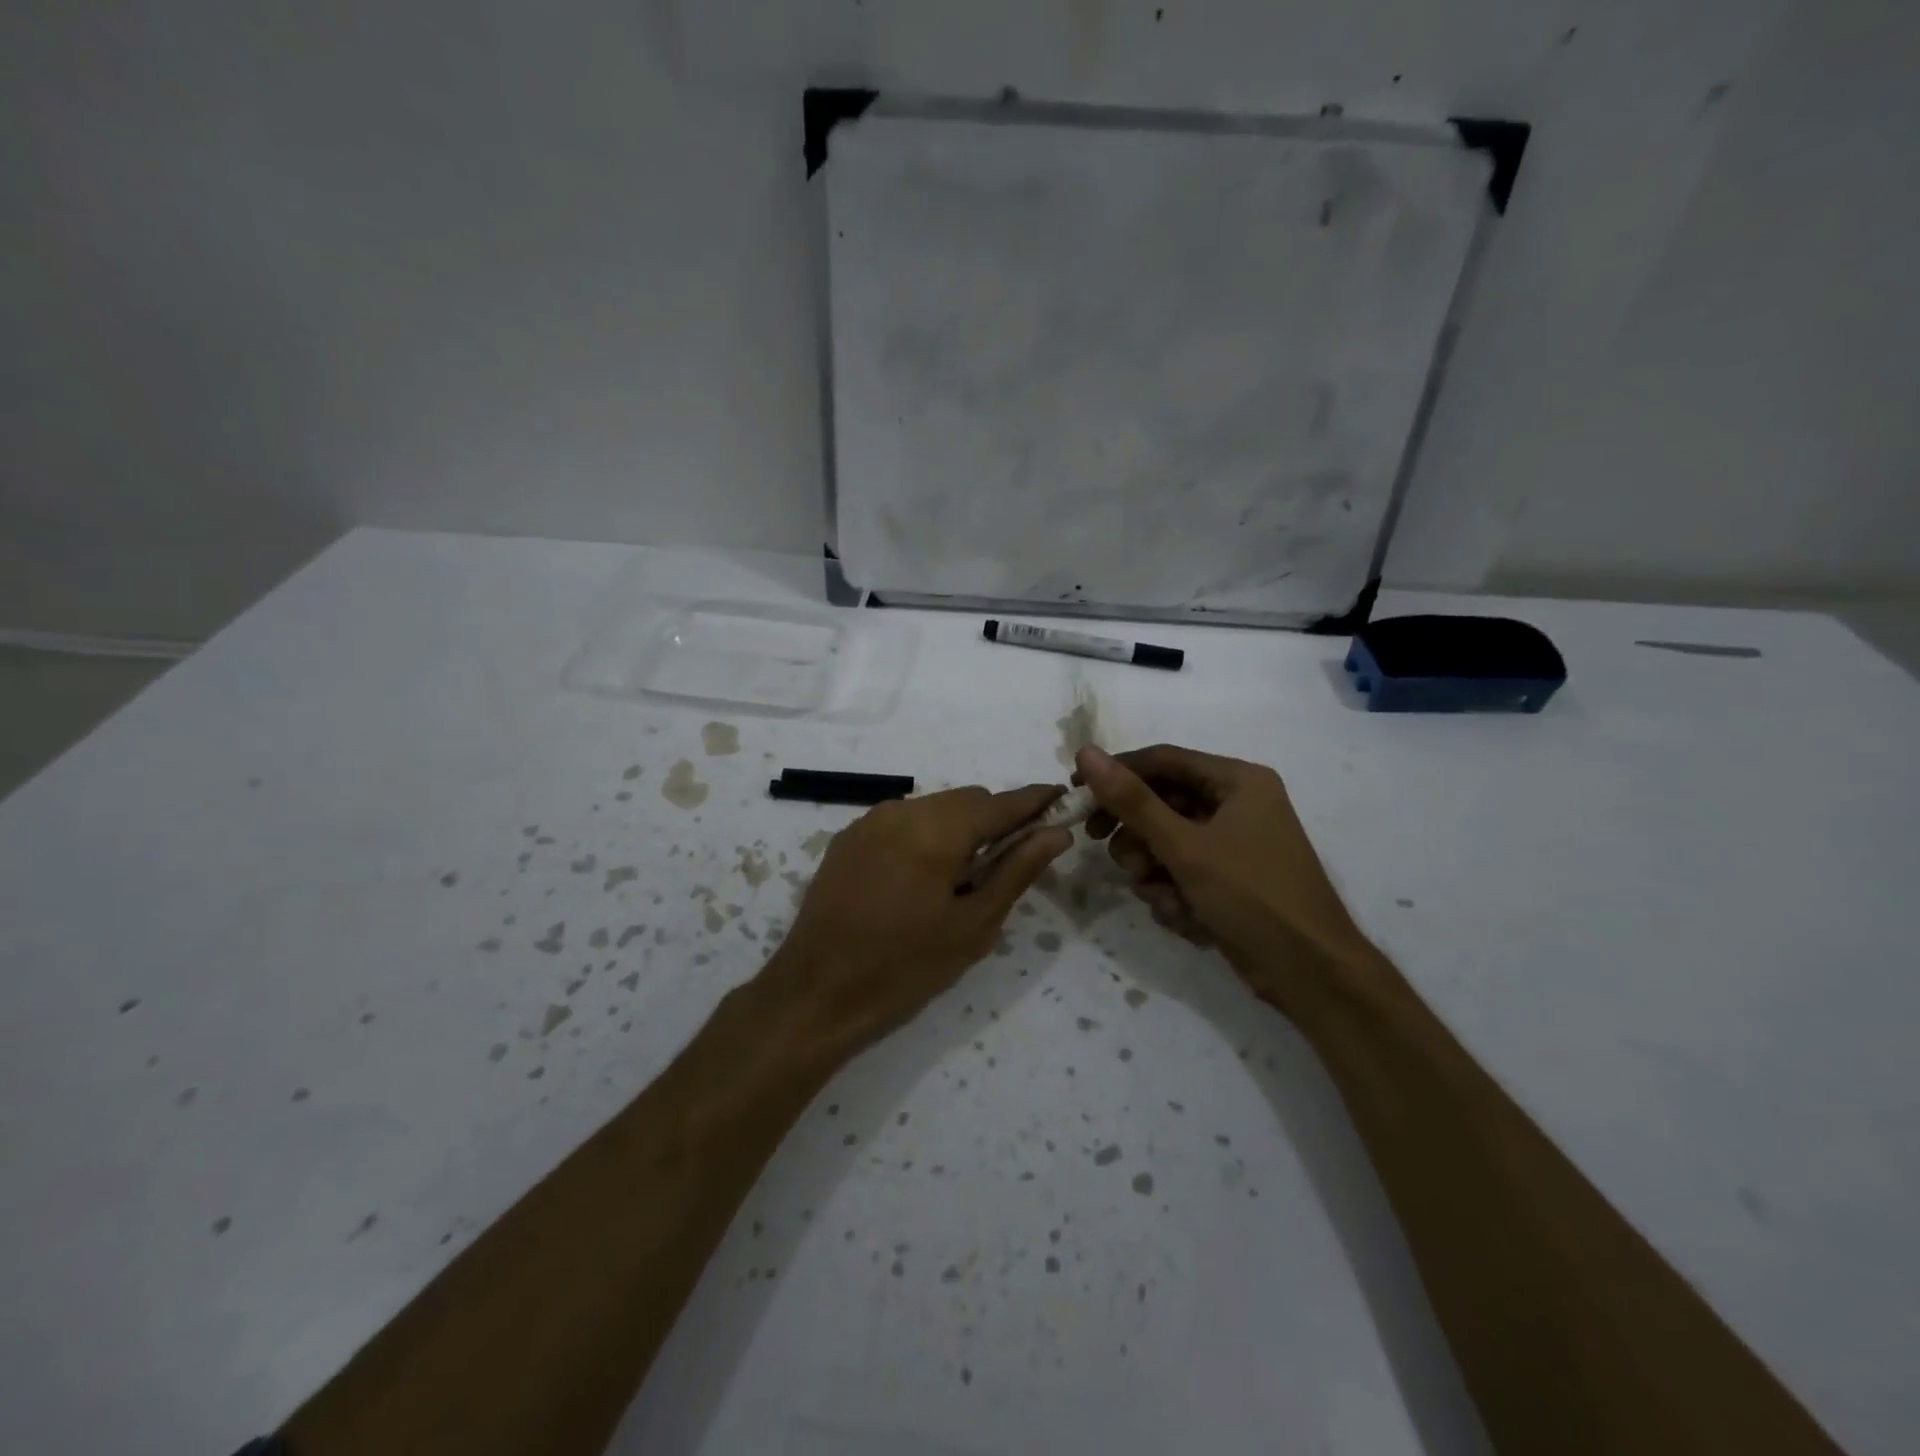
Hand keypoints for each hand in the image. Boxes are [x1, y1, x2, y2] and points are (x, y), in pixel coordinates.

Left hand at [765, 786, 1072, 1054]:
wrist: (816, 993)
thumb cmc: (905, 966)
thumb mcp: (973, 925)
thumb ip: (1017, 871)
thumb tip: (1056, 833)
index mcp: (937, 830)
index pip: (1000, 803)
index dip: (1035, 800)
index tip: (1063, 800)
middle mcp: (902, 810)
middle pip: (967, 800)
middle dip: (996, 820)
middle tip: (1011, 860)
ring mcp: (869, 821)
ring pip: (934, 808)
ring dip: (959, 828)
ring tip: (962, 877)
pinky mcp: (848, 838)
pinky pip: (902, 821)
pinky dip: (926, 835)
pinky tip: (922, 877)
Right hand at [1076, 744, 1377, 1013]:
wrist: (1311, 974)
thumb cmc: (1252, 896)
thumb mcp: (1184, 846)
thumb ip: (1132, 800)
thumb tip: (1086, 753)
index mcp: (1237, 781)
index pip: (1162, 760)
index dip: (1116, 773)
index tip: (1077, 793)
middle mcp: (1237, 804)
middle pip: (1162, 803)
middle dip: (1136, 834)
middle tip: (1108, 850)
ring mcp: (1234, 843)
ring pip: (1166, 841)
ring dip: (1153, 870)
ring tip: (1161, 895)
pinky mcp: (1229, 878)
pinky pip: (1182, 870)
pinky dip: (1173, 891)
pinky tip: (1182, 915)